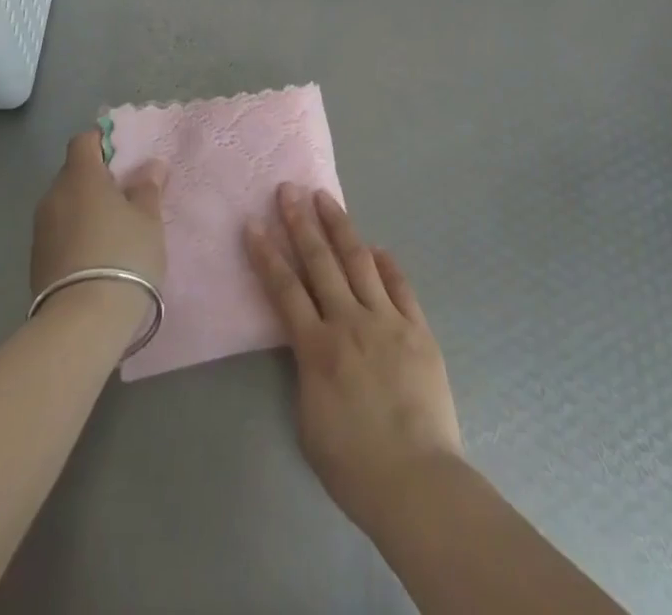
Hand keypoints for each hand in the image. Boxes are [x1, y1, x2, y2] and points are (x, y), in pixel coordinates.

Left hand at [31, 131, 167, 310]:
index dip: (104, 142)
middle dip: (97, 179)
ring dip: (86, 209)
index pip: (84, 141)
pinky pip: (59, 233)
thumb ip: (147, 188)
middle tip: (126, 196)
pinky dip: (76, 235)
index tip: (125, 158)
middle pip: (74, 173)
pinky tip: (97, 256)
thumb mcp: (148, 220)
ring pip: (66, 205)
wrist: (82, 323)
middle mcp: (54, 196)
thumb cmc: (124, 256)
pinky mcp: (36, 261)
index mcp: (80, 176)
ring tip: (114, 230)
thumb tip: (150, 166)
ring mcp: (40, 230)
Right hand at [246, 183, 464, 534]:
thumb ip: (307, 370)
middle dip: (300, 222)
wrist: (417, 483)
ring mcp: (387, 321)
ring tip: (325, 198)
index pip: (284, 288)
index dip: (266, 254)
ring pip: (359, 261)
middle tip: (288, 190)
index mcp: (317, 348)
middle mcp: (350, 322)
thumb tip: (311, 339)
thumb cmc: (354, 465)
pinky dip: (386, 263)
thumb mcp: (310, 419)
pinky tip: (376, 247)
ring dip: (340, 226)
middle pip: (321, 262)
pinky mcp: (417, 329)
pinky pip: (399, 286)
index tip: (253, 224)